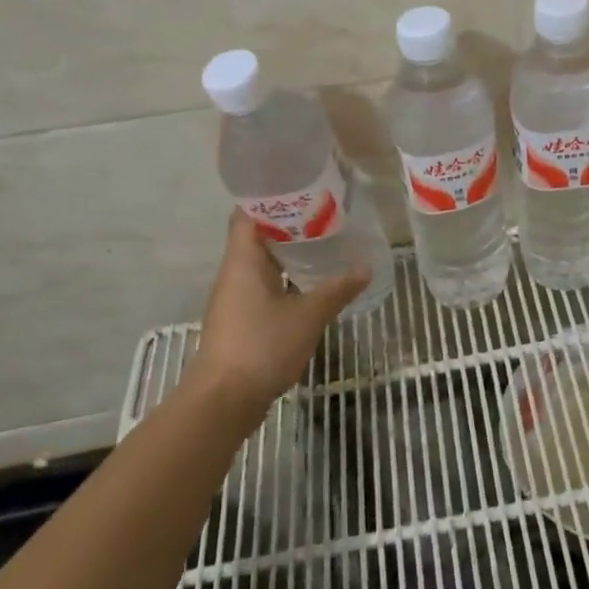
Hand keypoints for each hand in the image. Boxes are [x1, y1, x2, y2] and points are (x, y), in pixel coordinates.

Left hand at [185, 212, 368, 428]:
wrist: (223, 401)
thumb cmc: (261, 347)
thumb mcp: (308, 316)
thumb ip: (337, 290)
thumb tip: (364, 268)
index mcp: (243, 260)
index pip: (248, 213)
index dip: (271, 196)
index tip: (302, 187)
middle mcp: (234, 272)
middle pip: (257, 235)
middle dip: (289, 222)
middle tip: (325, 213)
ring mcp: (235, 297)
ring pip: (261, 262)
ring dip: (288, 251)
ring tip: (324, 242)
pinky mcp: (240, 319)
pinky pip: (263, 285)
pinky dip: (285, 277)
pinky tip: (311, 282)